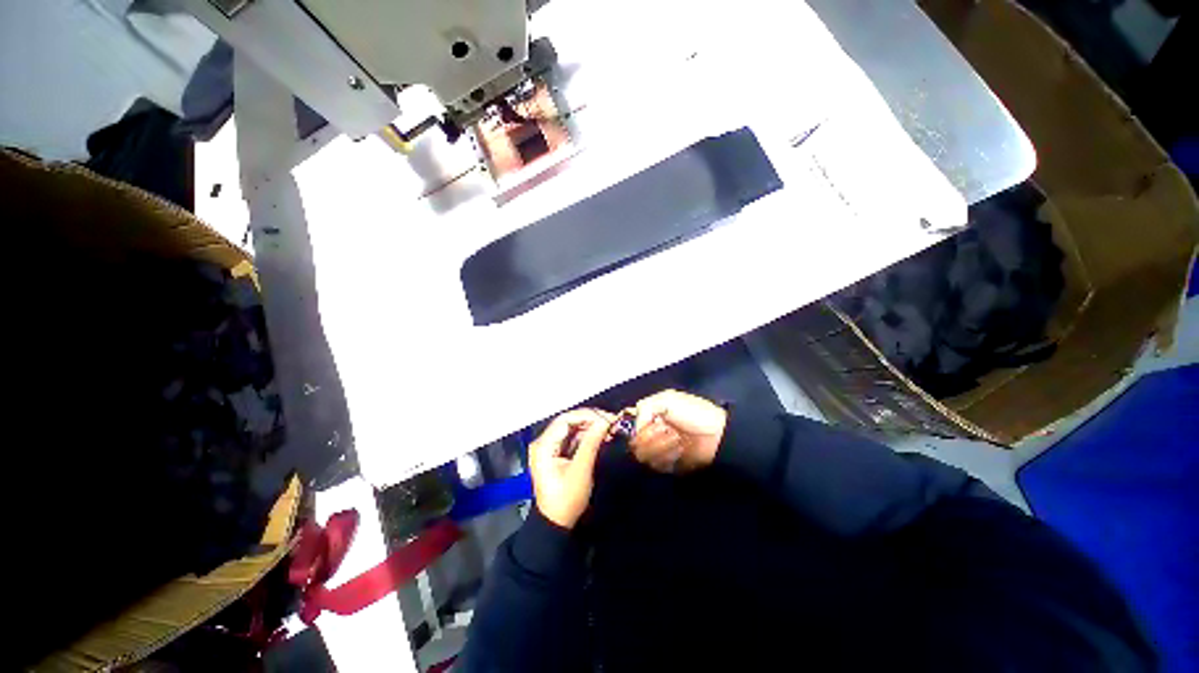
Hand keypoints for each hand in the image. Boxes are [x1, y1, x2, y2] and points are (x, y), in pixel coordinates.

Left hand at [528, 409, 612, 528]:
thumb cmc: (566, 500)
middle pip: (568, 422)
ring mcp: (549, 447)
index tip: (606, 419)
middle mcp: (543, 442)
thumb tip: (604, 422)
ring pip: (572, 429)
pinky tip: (600, 437)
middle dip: (590, 420)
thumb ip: (591, 443)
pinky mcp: (556, 453)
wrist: (556, 524)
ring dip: (590, 427)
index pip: (565, 419)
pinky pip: (572, 438)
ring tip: (608, 429)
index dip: (587, 415)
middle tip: (610, 422)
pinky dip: (586, 436)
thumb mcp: (581, 470)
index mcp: (543, 445)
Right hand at [629, 390, 727, 473]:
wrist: (718, 435)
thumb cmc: (693, 413)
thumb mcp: (667, 399)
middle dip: (650, 437)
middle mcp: (650, 432)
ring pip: (643, 455)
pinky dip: (667, 457)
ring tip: (677, 440)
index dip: (631, 428)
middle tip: (667, 431)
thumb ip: (645, 408)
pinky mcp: (668, 464)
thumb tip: (634, 430)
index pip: (628, 425)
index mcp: (649, 415)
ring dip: (660, 447)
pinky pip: (656, 465)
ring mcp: (658, 449)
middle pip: (633, 442)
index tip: (642, 427)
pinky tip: (679, 451)